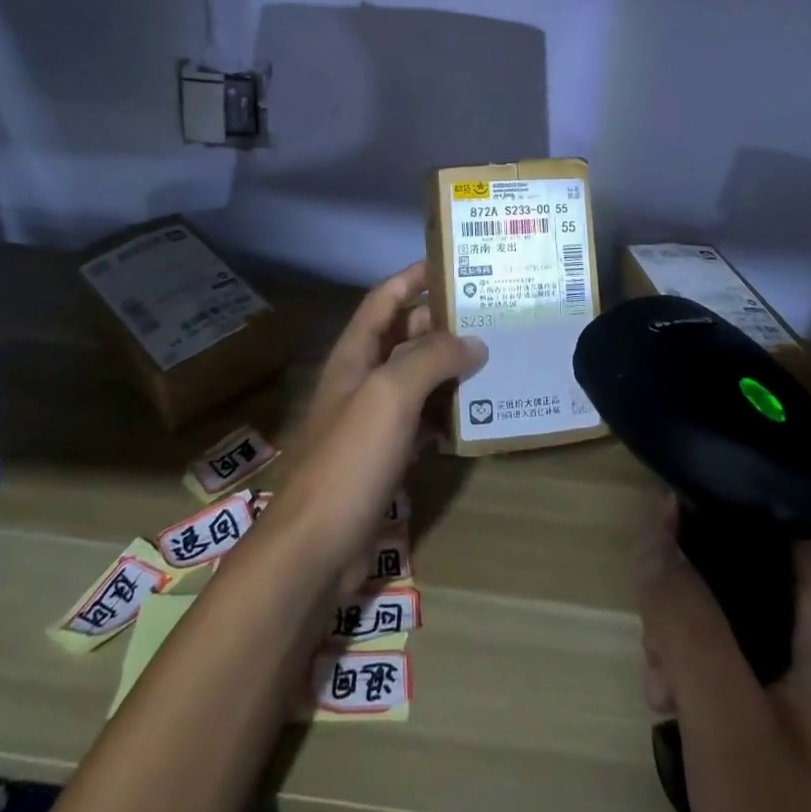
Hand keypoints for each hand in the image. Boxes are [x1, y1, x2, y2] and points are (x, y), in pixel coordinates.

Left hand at [265, 263, 487, 578]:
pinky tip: (476, 413)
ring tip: (495, 356)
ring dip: (450, 367)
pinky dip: (446, 412)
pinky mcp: (385, 457)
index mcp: (355, 355)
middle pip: (404, 336)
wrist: (315, 548)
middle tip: (491, 313)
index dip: (413, 276)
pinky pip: (421, 421)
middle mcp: (362, 379)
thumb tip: (474, 342)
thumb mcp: (391, 394)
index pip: (384, 299)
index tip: (452, 263)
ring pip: (416, 379)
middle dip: (442, 321)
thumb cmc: (349, 458)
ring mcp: (372, 420)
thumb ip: (432, 358)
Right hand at [636, 503, 810, 811]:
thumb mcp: (724, 722)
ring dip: (693, 642)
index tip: (659, 522)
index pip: (781, 521)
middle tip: (654, 644)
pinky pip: (756, 672)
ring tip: (660, 693)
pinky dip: (713, 681)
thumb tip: (652, 527)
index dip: (719, 507)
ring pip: (747, 624)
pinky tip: (680, 719)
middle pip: (755, 572)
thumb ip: (686, 618)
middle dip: (691, 593)